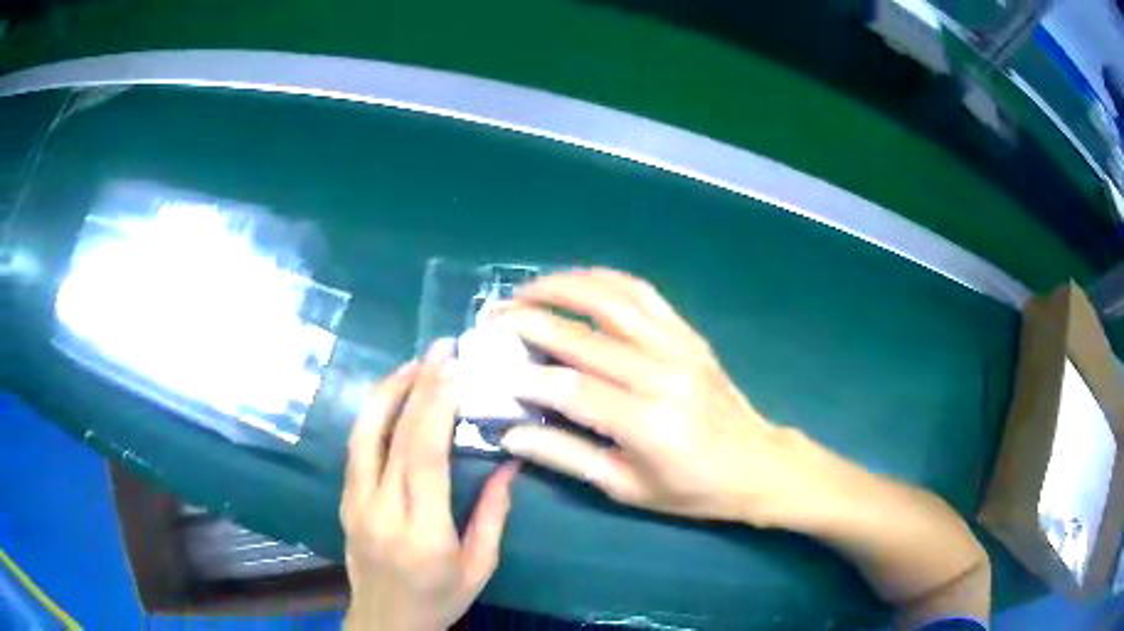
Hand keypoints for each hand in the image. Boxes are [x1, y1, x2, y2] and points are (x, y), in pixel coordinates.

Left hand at [340, 341, 519, 629]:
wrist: (386, 621)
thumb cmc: (440, 598)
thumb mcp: (480, 566)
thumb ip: (494, 513)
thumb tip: (510, 461)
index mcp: (423, 532)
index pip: (424, 456)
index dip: (436, 405)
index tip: (452, 367)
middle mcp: (382, 511)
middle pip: (394, 436)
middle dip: (417, 385)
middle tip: (439, 349)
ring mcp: (355, 503)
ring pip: (364, 434)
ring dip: (388, 392)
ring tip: (413, 365)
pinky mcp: (345, 501)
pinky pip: (357, 448)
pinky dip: (374, 415)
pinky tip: (392, 399)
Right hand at [495, 268, 836, 527]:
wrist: (755, 464)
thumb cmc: (691, 489)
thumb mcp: (626, 487)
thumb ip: (566, 457)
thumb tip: (510, 436)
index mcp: (648, 423)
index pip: (572, 389)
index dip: (526, 378)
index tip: (493, 371)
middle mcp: (663, 374)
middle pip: (585, 335)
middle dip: (530, 321)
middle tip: (493, 318)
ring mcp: (679, 346)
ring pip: (612, 299)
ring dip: (563, 287)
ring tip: (526, 292)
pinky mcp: (688, 334)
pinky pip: (643, 293)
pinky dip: (604, 280)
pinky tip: (577, 281)